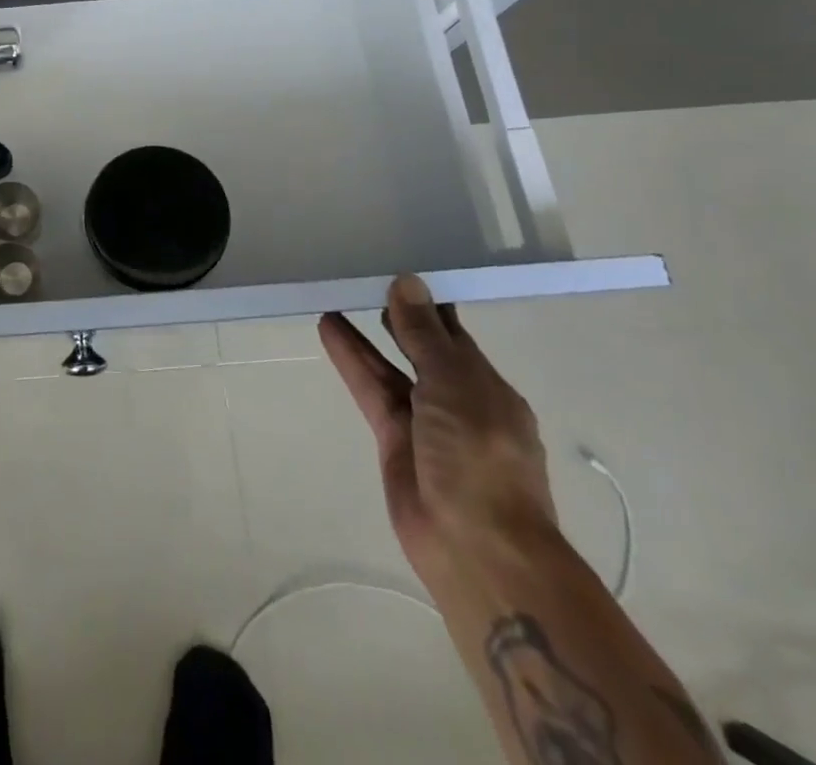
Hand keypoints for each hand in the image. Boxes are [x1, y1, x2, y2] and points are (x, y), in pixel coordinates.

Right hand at [319, 274, 555, 583]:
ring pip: (390, 366)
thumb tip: (408, 282)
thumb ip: (424, 335)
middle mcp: (457, 399)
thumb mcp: (454, 386)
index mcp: (486, 386)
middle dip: (398, 317)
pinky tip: (329, 330)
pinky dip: (351, 360)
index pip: (454, 333)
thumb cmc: (480, 457)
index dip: (428, 302)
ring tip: (336, 296)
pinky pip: (370, 388)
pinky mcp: (393, 439)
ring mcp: (423, 421)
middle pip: (421, 348)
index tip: (398, 268)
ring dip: (366, 335)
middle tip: (363, 276)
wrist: (476, 548)